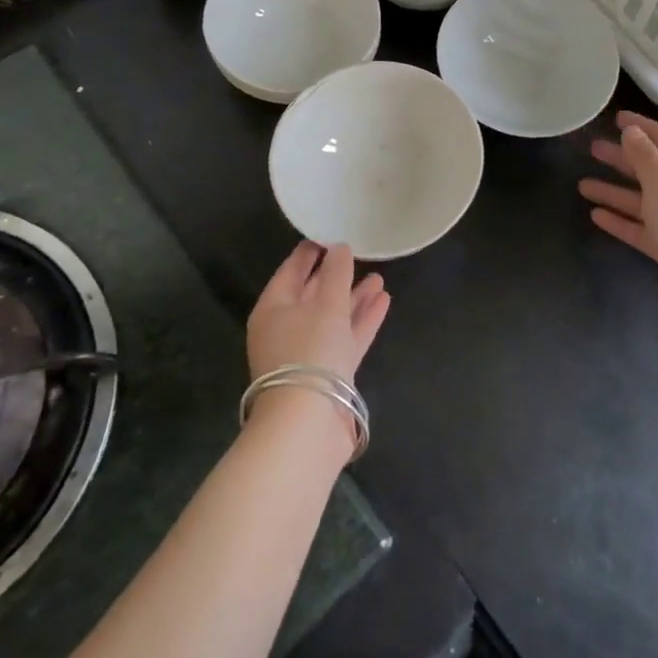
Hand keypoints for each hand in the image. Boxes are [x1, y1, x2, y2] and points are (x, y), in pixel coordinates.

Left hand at [246, 242, 389, 382]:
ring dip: (355, 297)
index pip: (290, 271)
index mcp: (273, 309)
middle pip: (312, 295)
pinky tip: (384, 301)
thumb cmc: (309, 351)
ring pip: (333, 317)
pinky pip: (346, 337)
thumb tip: (340, 247)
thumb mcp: (326, 304)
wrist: (308, 422)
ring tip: (379, 277)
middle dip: (336, 276)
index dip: (309, 252)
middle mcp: (287, 329)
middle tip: (358, 254)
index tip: (329, 234)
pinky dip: (362, 320)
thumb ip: (336, 273)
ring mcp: (308, 353)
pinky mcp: (329, 372)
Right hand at [578, 111, 657, 279]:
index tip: (616, 118)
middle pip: (648, 168)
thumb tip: (632, 131)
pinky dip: (619, 218)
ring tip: (582, 185)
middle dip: (620, 158)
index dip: (640, 125)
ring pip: (639, 198)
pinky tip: (595, 214)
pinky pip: (638, 225)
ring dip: (612, 190)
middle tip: (593, 148)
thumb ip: (643, 154)